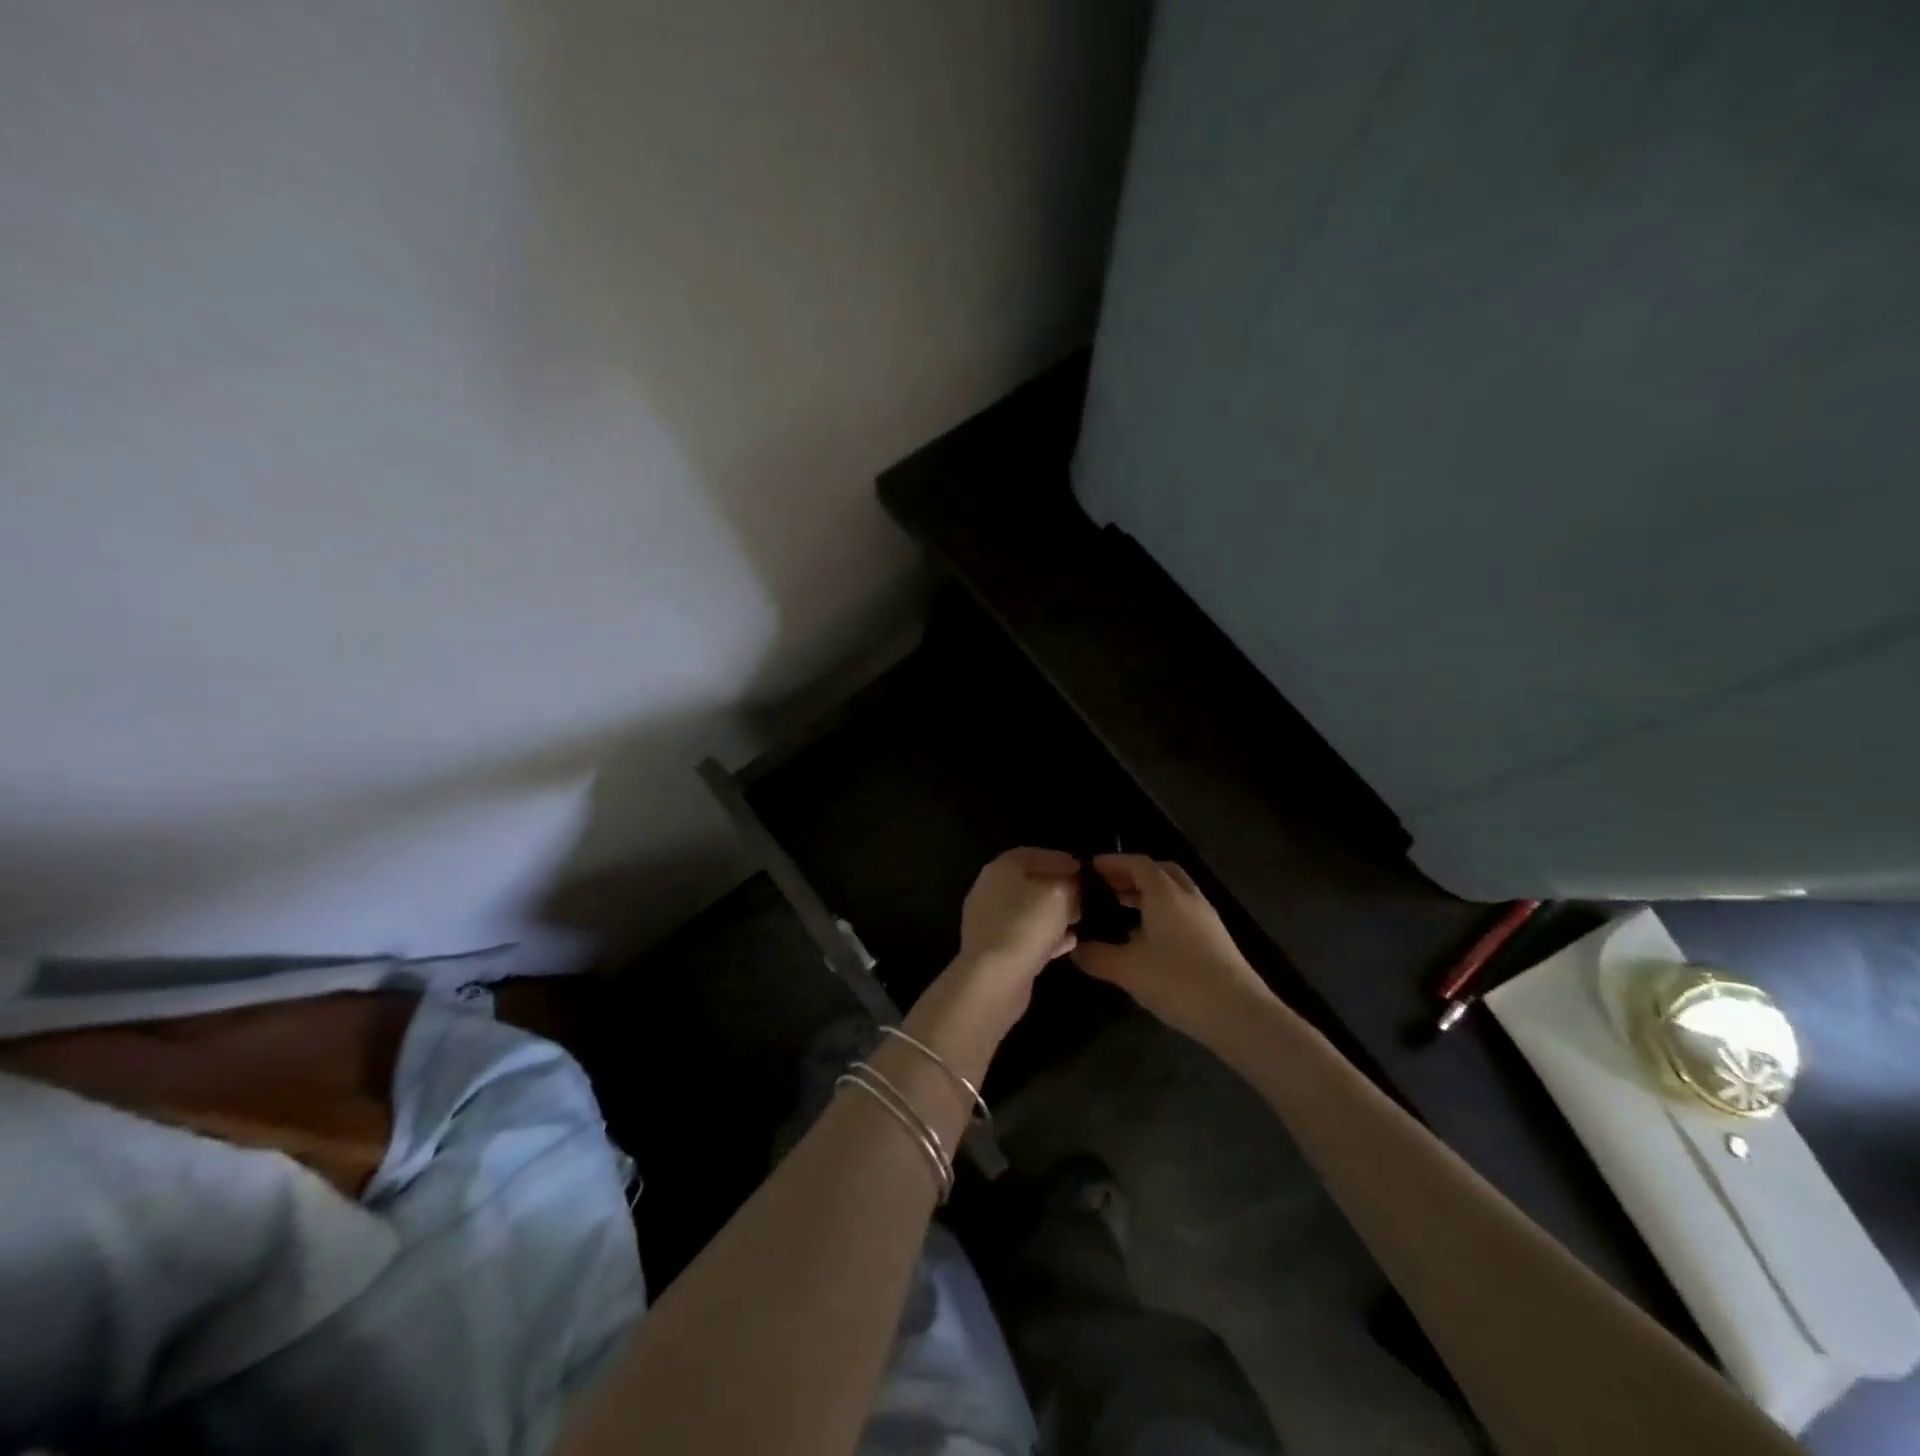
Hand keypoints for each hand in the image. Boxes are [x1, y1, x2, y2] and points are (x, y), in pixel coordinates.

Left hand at [908, 849, 1081, 1078]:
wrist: (994, 979)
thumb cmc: (1027, 925)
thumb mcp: (1059, 894)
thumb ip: (1070, 884)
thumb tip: (1073, 884)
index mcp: (1000, 869)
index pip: (1032, 854)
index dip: (1059, 859)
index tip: (1083, 869)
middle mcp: (990, 890)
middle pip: (1029, 882)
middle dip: (1058, 887)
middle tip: (1083, 896)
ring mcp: (990, 922)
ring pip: (1028, 910)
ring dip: (1054, 913)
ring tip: (1079, 918)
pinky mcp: (995, 949)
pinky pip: (1025, 935)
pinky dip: (1046, 936)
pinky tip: (1069, 942)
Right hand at [1070, 854, 1273, 1043]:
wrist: (1240, 1015)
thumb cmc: (1179, 982)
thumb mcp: (1128, 970)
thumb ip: (1096, 956)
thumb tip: (1074, 948)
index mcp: (1165, 894)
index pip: (1138, 863)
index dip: (1113, 862)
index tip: (1089, 868)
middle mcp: (1188, 897)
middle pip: (1159, 872)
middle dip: (1132, 875)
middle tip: (1106, 887)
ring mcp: (1206, 917)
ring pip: (1174, 892)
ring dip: (1148, 894)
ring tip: (1121, 911)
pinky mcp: (1216, 939)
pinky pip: (1183, 911)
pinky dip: (1162, 912)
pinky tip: (1147, 939)